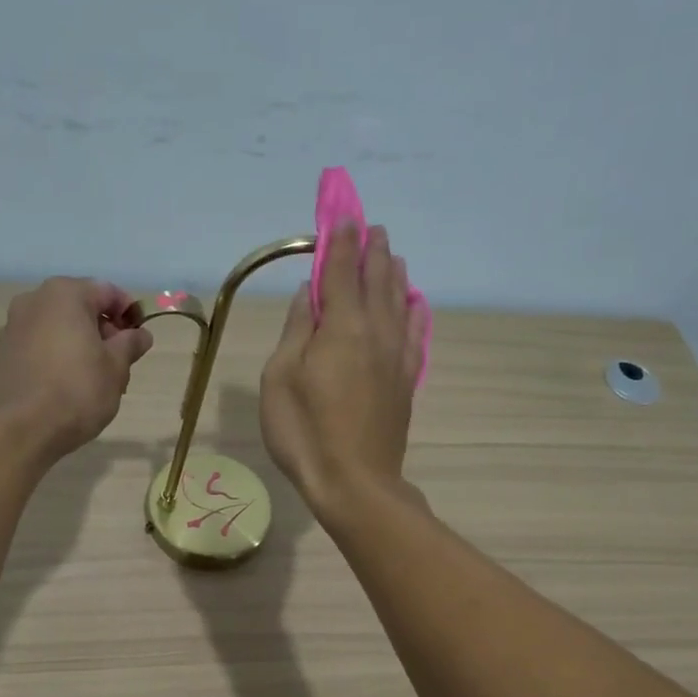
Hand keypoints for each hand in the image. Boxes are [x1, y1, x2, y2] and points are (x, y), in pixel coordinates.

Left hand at [0, 278, 153, 457]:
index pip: (108, 292)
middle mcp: (33, 301)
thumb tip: (140, 335)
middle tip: (119, 364)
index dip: (129, 313)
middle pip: (79, 308)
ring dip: (79, 346)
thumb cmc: (78, 391)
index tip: (139, 339)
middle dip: (103, 332)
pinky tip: (65, 387)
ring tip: (93, 380)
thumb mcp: (116, 367)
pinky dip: (56, 358)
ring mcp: (12, 328)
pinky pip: (38, 347)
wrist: (23, 429)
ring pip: (57, 329)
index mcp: (64, 294)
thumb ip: (130, 344)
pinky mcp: (1, 355)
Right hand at [260, 224, 423, 517]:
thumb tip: (309, 293)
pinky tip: (416, 302)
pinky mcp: (406, 381)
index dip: (339, 240)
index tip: (341, 214)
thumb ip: (297, 329)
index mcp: (341, 326)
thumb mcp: (281, 377)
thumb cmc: (305, 431)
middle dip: (371, 250)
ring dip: (393, 273)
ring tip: (391, 254)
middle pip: (376, 279)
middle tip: (369, 227)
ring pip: (400, 301)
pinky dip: (415, 311)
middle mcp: (376, 331)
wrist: (354, 482)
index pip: (340, 270)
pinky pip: (416, 334)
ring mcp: (396, 356)